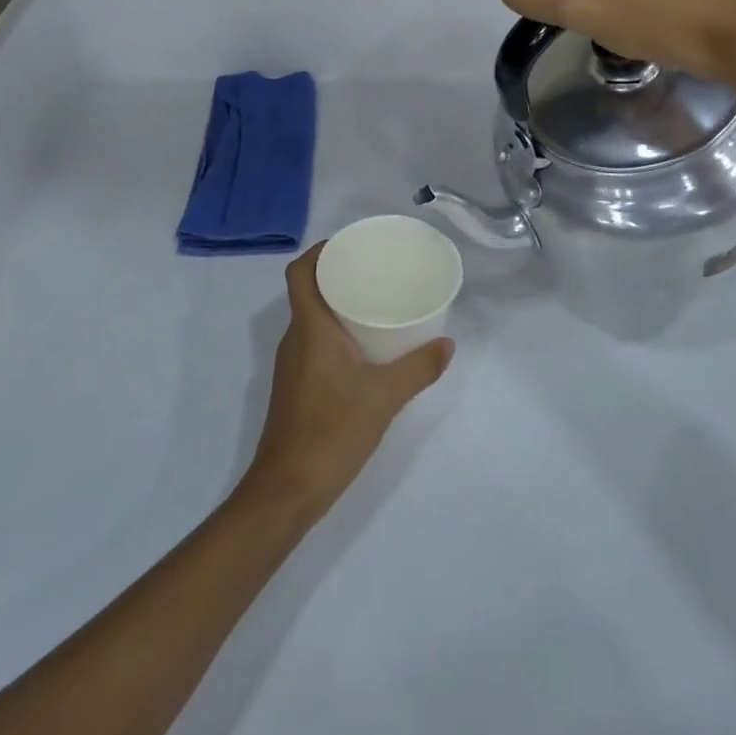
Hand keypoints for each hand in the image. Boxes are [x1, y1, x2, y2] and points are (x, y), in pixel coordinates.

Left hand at [243, 244, 453, 514]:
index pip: (300, 272)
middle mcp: (295, 339)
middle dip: (336, 275)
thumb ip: (418, 369)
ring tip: (374, 303)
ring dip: (336, 305)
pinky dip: (334, 333)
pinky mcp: (295, 386)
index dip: (319, 251)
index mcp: (310, 328)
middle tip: (374, 271)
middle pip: (307, 291)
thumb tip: (447, 344)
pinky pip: (313, 342)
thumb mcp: (384, 397)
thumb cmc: (332, 431)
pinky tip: (364, 348)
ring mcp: (291, 364)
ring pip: (311, 319)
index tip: (350, 245)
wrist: (288, 488)